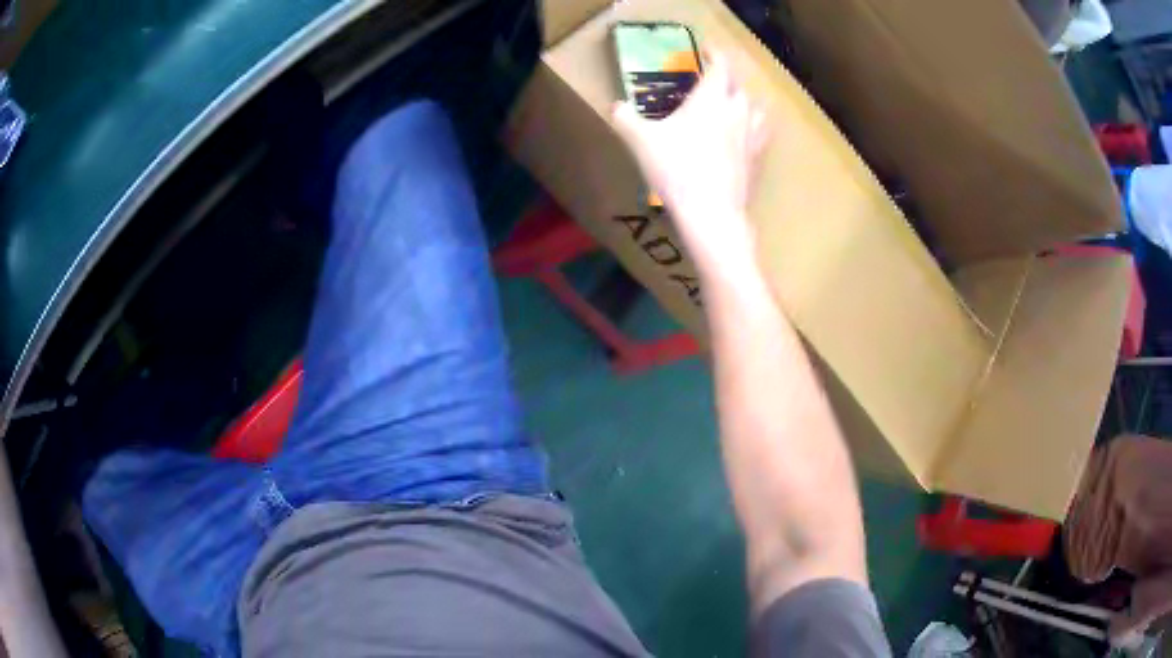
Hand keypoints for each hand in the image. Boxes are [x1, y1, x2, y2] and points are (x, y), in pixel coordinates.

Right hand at [612, 49, 769, 269]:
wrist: (711, 213)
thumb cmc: (677, 170)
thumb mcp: (642, 141)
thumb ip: (626, 119)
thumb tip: (615, 107)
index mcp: (712, 99)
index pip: (721, 66)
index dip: (715, 54)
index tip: (707, 49)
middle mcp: (737, 112)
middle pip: (741, 86)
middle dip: (729, 78)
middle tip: (714, 79)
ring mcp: (751, 137)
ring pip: (758, 109)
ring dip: (747, 101)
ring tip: (736, 104)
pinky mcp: (757, 160)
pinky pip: (762, 135)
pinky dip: (755, 128)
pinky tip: (745, 136)